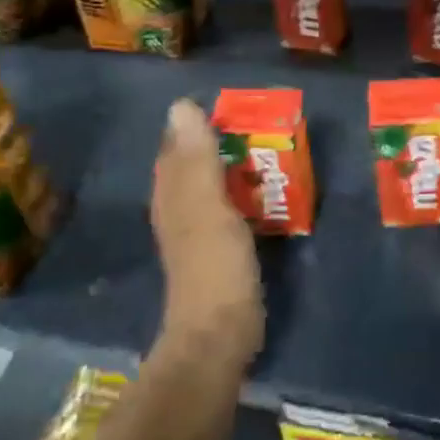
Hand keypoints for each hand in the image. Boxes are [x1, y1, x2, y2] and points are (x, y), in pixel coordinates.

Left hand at [150, 98, 262, 368]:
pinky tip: (264, 190)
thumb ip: (197, 158)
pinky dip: (242, 192)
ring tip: (268, 149)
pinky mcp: (216, 249)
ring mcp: (196, 231)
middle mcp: (177, 207)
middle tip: (261, 125)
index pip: (176, 145)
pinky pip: (227, 206)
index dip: (198, 122)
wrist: (220, 334)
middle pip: (193, 163)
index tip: (234, 106)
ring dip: (233, 166)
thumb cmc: (214, 265)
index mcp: (171, 193)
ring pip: (210, 184)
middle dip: (220, 141)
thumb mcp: (208, 205)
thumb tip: (181, 105)